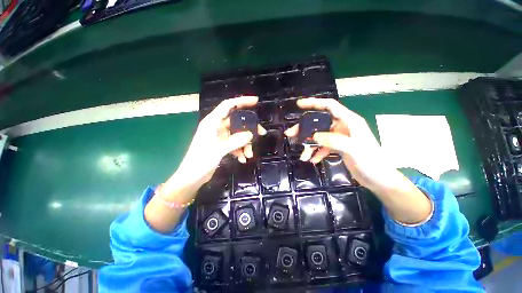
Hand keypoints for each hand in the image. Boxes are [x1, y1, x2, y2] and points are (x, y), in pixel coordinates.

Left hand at [172, 96, 265, 189]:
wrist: (192, 177)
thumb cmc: (200, 161)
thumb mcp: (218, 150)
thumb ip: (235, 141)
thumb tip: (251, 134)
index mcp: (212, 122)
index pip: (228, 106)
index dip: (242, 101)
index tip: (256, 101)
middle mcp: (217, 127)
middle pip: (237, 122)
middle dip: (249, 128)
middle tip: (261, 133)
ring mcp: (220, 137)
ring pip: (238, 135)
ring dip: (245, 143)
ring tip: (249, 154)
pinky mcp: (222, 145)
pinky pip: (235, 144)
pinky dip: (240, 150)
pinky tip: (243, 159)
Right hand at [285, 97, 396, 189]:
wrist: (378, 179)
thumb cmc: (371, 162)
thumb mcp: (353, 149)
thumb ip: (333, 140)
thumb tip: (313, 136)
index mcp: (349, 121)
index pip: (329, 106)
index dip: (314, 103)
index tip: (299, 105)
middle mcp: (343, 126)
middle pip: (319, 122)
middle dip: (304, 129)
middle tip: (290, 135)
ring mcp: (340, 137)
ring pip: (319, 136)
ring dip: (309, 145)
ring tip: (303, 156)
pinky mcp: (338, 147)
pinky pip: (323, 146)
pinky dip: (317, 152)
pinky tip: (313, 160)